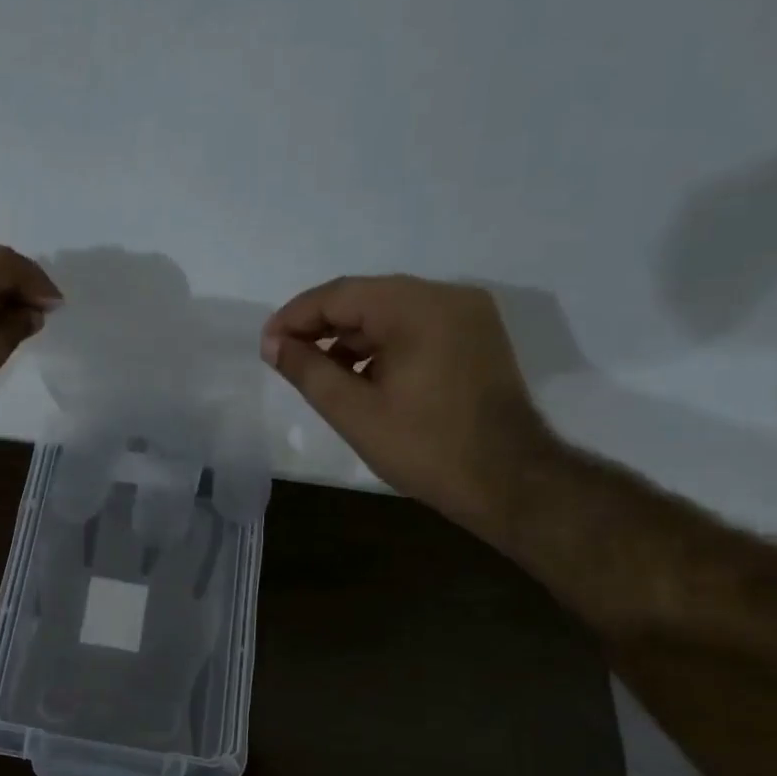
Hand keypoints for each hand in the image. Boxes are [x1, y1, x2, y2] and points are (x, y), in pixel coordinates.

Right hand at [261, 275, 556, 528]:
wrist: (509, 481)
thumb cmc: (425, 448)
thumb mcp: (354, 412)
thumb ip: (308, 371)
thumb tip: (273, 344)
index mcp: (417, 307)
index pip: (340, 294)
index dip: (295, 317)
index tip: (266, 345)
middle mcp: (447, 296)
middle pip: (367, 298)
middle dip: (322, 326)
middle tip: (286, 357)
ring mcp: (468, 315)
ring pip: (392, 312)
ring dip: (352, 337)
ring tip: (320, 372)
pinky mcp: (477, 337)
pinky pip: (417, 327)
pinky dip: (384, 345)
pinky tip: (363, 376)